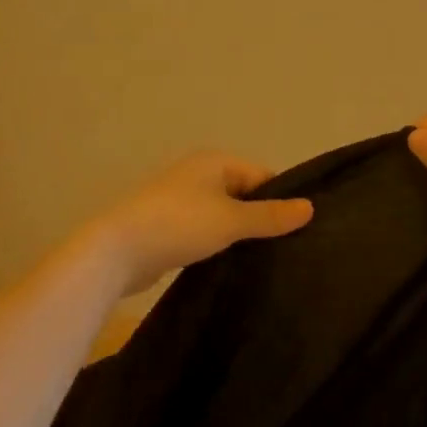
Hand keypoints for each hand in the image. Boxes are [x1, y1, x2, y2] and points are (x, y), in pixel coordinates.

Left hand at [88, 152, 313, 297]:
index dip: (281, 200)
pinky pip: (204, 231)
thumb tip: (311, 208)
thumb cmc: (178, 225)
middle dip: (261, 218)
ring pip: (223, 215)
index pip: (262, 176)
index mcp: (214, 162)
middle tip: (286, 248)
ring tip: (263, 259)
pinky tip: (230, 264)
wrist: (115, 251)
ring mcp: (179, 201)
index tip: (299, 230)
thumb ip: (270, 216)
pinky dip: (217, 243)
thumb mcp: (231, 220)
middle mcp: (197, 175)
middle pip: (243, 195)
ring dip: (238, 234)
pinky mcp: (167, 227)